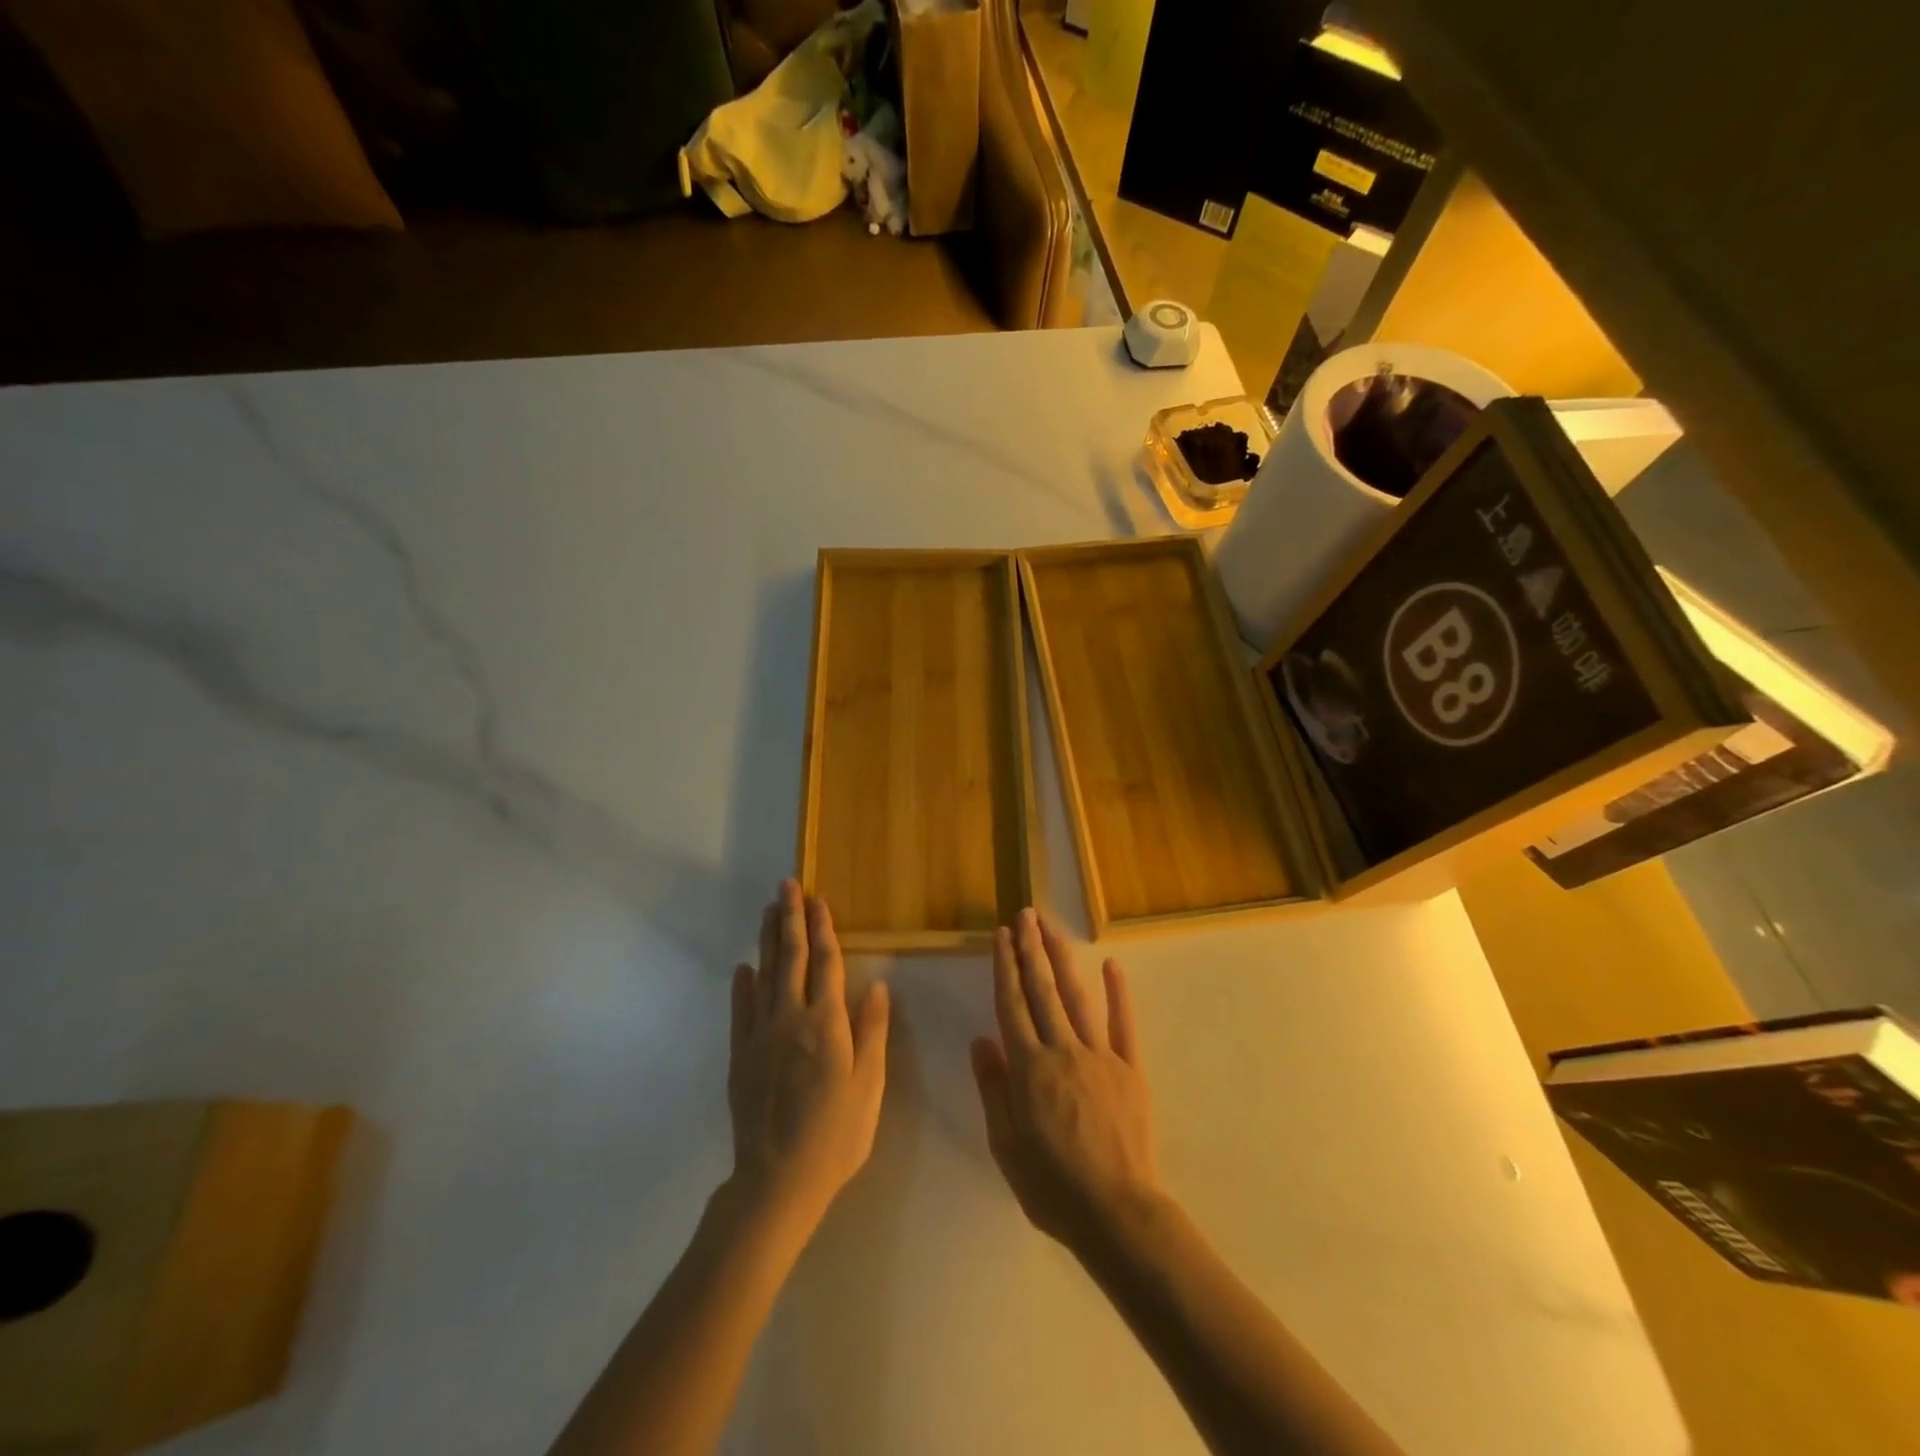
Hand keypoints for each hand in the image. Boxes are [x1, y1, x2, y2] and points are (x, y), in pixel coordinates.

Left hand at [726, 880, 889, 1239]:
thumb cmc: (836, 1135)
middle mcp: (791, 1019)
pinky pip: (741, 1010)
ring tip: (769, 911)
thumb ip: (871, 1033)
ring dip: (768, 940)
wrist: (777, 1180)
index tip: (818, 899)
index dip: (823, 929)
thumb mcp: (868, 1086)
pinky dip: (742, 984)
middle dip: (791, 919)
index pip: (826, 963)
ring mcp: (760, 1035)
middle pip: (791, 958)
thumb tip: (876, 986)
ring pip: (764, 975)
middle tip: (787, 886)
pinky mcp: (740, 1055)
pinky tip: (744, 967)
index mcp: (827, 1024)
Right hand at [970, 908, 1161, 1258]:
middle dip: (1031, 949)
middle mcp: (1063, 1050)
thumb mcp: (1006, 1146)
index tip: (1001, 935)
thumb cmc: (1052, 1186)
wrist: (1117, 1213)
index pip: (1012, 1005)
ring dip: (1062, 959)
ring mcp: (1100, 1056)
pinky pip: (1123, 1025)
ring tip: (1051, 927)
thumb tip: (981, 1040)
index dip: (1005, 967)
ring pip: (1077, 997)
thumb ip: (994, 1089)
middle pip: (1042, 990)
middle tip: (1024, 914)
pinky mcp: (1130, 1069)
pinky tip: (1112, 965)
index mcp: (1029, 1068)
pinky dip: (1118, 993)